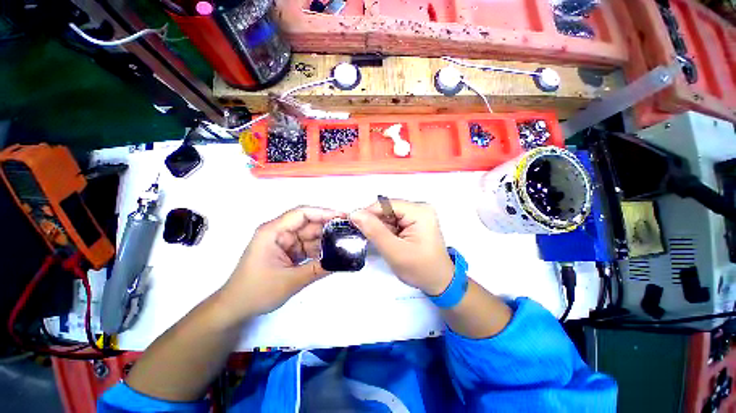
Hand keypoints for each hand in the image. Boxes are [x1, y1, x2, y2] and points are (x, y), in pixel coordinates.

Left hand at [219, 206, 343, 320]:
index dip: (324, 212)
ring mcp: (284, 242)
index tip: (343, 217)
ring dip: (326, 240)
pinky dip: (320, 250)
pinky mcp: (288, 251)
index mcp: (273, 231)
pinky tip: (333, 253)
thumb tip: (343, 261)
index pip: (302, 213)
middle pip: (308, 223)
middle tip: (349, 232)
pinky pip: (308, 246)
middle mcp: (279, 232)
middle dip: (328, 227)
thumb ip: (318, 269)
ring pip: (310, 235)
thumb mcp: (290, 281)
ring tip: (345, 243)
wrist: (235, 309)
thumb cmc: (256, 292)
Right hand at [350, 200, 453, 295]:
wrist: (439, 281)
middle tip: (358, 233)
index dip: (367, 212)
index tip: (351, 223)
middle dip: (372, 220)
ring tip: (371, 238)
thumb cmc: (420, 269)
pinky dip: (384, 229)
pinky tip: (382, 239)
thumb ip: (374, 231)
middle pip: (387, 208)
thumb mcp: (395, 252)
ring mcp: (417, 214)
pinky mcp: (414, 221)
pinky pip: (393, 220)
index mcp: (419, 212)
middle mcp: (419, 207)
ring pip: (388, 214)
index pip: (386, 204)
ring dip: (377, 226)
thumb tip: (355, 213)